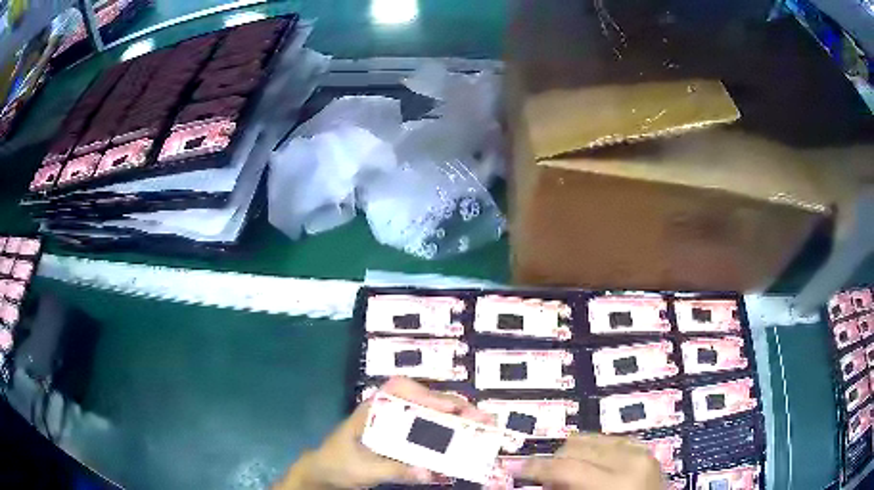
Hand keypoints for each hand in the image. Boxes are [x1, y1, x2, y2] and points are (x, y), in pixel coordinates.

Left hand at [274, 377, 492, 489]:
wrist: (324, 473)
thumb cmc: (338, 463)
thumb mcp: (363, 468)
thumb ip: (394, 469)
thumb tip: (428, 473)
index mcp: (373, 408)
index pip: (401, 389)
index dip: (429, 395)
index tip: (452, 409)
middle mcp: (388, 411)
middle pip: (424, 402)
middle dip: (455, 408)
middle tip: (483, 419)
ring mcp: (397, 425)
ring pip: (431, 416)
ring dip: (457, 421)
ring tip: (482, 428)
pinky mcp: (402, 440)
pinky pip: (428, 435)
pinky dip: (447, 439)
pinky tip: (462, 446)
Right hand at [519, 433, 663, 489]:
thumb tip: (539, 479)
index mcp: (615, 482)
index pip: (565, 467)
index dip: (536, 467)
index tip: (516, 468)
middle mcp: (631, 459)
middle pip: (577, 445)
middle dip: (555, 461)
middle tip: (546, 480)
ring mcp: (642, 451)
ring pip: (593, 438)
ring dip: (574, 454)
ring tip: (569, 474)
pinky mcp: (646, 451)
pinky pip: (611, 441)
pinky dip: (595, 451)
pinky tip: (590, 466)